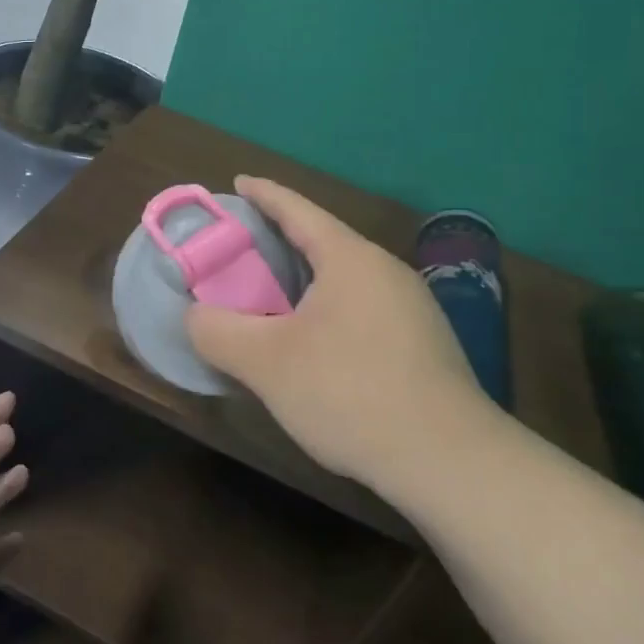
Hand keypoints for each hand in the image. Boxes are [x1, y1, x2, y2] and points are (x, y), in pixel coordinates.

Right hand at [186, 176, 488, 490]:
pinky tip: (317, 344)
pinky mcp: (424, 344)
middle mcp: (386, 272)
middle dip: (281, 241)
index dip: (264, 194)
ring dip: (307, 281)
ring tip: (273, 298)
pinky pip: (364, 309)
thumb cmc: (350, 393)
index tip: (239, 183)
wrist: (449, 460)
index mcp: (350, 259)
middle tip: (242, 251)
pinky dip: (330, 310)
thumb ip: (217, 331)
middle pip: (324, 242)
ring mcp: (413, 308)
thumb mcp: (267, 363)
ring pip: (346, 280)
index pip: (298, 210)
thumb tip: (194, 316)